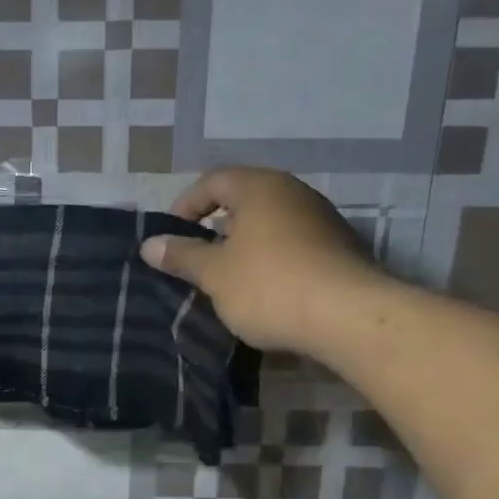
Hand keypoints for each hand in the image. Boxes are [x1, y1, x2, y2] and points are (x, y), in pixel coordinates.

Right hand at [141, 167, 383, 357]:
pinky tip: (264, 291)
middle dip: (215, 228)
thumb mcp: (215, 274)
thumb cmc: (269, 286)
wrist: (348, 317)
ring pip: (270, 224)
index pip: (213, 181)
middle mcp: (294, 193)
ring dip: (244, 247)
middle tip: (196, 258)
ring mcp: (322, 220)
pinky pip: (292, 245)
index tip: (171, 236)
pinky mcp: (339, 249)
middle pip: (244, 200)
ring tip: (227, 279)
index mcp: (260, 187)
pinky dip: (271, 260)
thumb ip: (182, 256)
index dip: (186, 205)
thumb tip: (150, 245)